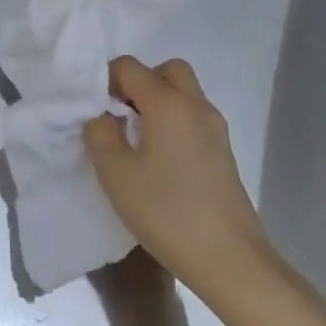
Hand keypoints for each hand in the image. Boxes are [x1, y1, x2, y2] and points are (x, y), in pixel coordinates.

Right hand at [86, 56, 275, 304]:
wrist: (230, 259)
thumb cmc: (166, 212)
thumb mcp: (116, 174)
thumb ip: (100, 134)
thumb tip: (102, 116)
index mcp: (168, 102)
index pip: (130, 66)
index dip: (106, 79)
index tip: (95, 109)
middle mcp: (195, 105)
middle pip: (167, 70)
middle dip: (140, 82)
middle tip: (121, 114)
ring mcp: (215, 128)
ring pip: (184, 93)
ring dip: (159, 102)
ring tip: (137, 140)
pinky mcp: (224, 152)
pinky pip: (194, 117)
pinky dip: (174, 121)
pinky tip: (160, 160)